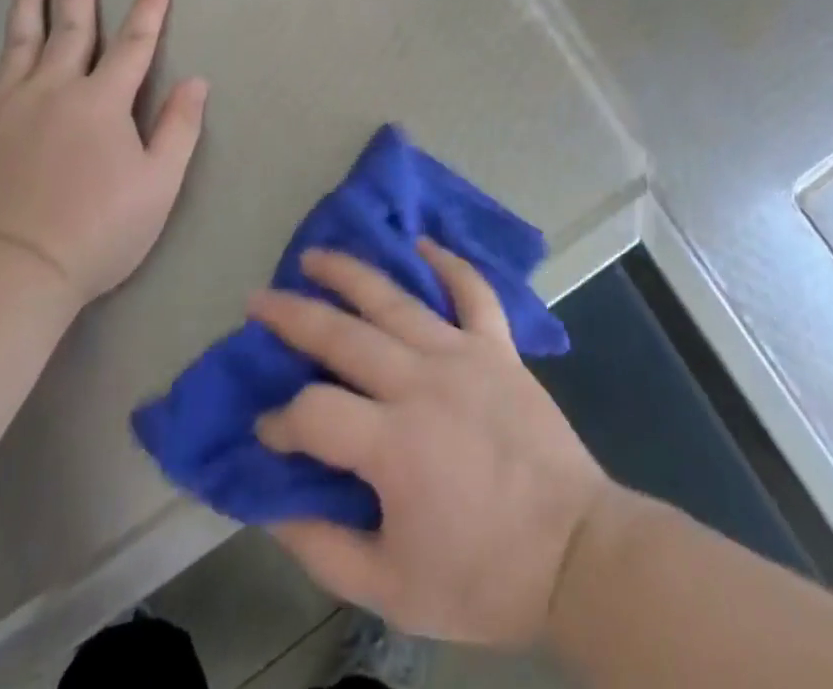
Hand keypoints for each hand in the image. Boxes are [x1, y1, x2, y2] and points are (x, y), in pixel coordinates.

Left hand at [0, 0, 207, 309]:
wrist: (8, 273)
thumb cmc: (96, 231)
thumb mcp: (159, 184)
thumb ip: (179, 128)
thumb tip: (196, 81)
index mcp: (103, 101)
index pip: (134, 44)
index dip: (149, 10)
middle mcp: (52, 90)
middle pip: (71, 29)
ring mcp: (2, 107)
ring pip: (16, 43)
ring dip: (26, 4)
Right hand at [250, 243, 611, 647]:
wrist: (574, 552)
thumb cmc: (482, 576)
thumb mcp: (390, 589)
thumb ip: (322, 548)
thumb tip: (271, 505)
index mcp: (392, 443)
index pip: (312, 413)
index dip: (279, 422)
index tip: (265, 432)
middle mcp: (422, 382)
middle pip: (344, 336)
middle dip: (293, 316)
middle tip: (258, 299)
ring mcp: (463, 355)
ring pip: (397, 300)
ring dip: (352, 273)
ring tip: (316, 256)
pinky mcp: (499, 347)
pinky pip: (473, 292)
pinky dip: (449, 264)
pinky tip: (422, 244)